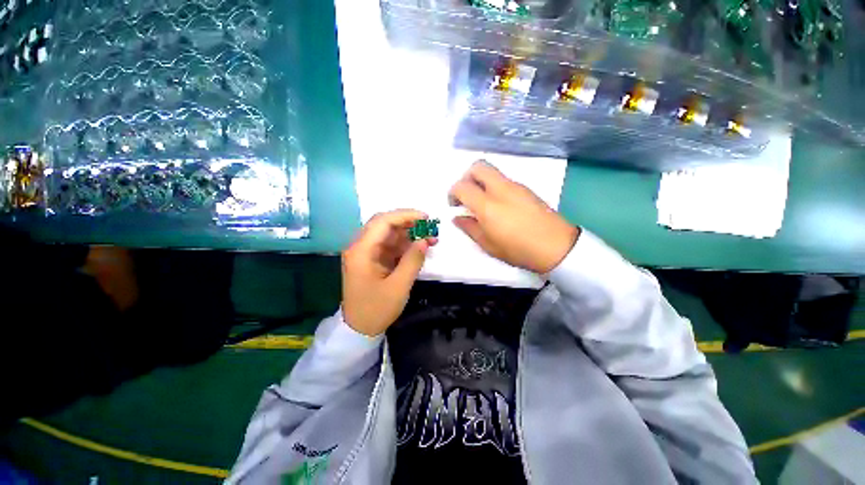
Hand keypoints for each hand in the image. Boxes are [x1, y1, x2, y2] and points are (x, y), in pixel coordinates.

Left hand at [342, 210, 436, 335]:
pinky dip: (405, 246)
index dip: (405, 215)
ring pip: (389, 234)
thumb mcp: (398, 286)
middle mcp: (361, 247)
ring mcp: (367, 253)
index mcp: (361, 251)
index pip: (383, 222)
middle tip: (429, 227)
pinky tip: (419, 249)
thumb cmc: (376, 309)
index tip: (426, 218)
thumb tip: (424, 240)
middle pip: (385, 224)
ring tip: (430, 240)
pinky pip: (390, 246)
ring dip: (409, 234)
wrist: (359, 329)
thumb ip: (412, 261)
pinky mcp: (373, 260)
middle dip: (408, 223)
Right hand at [449, 160, 578, 273]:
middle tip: (466, 196)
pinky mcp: (526, 189)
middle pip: (478, 166)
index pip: (462, 186)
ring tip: (482, 203)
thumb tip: (457, 218)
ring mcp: (516, 186)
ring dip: (480, 181)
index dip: (452, 193)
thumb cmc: (519, 250)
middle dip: (466, 177)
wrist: (558, 247)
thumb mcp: (489, 245)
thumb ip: (470, 228)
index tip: (455, 206)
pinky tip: (498, 206)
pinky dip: (493, 186)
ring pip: (492, 171)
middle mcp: (501, 189)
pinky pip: (503, 180)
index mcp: (488, 205)